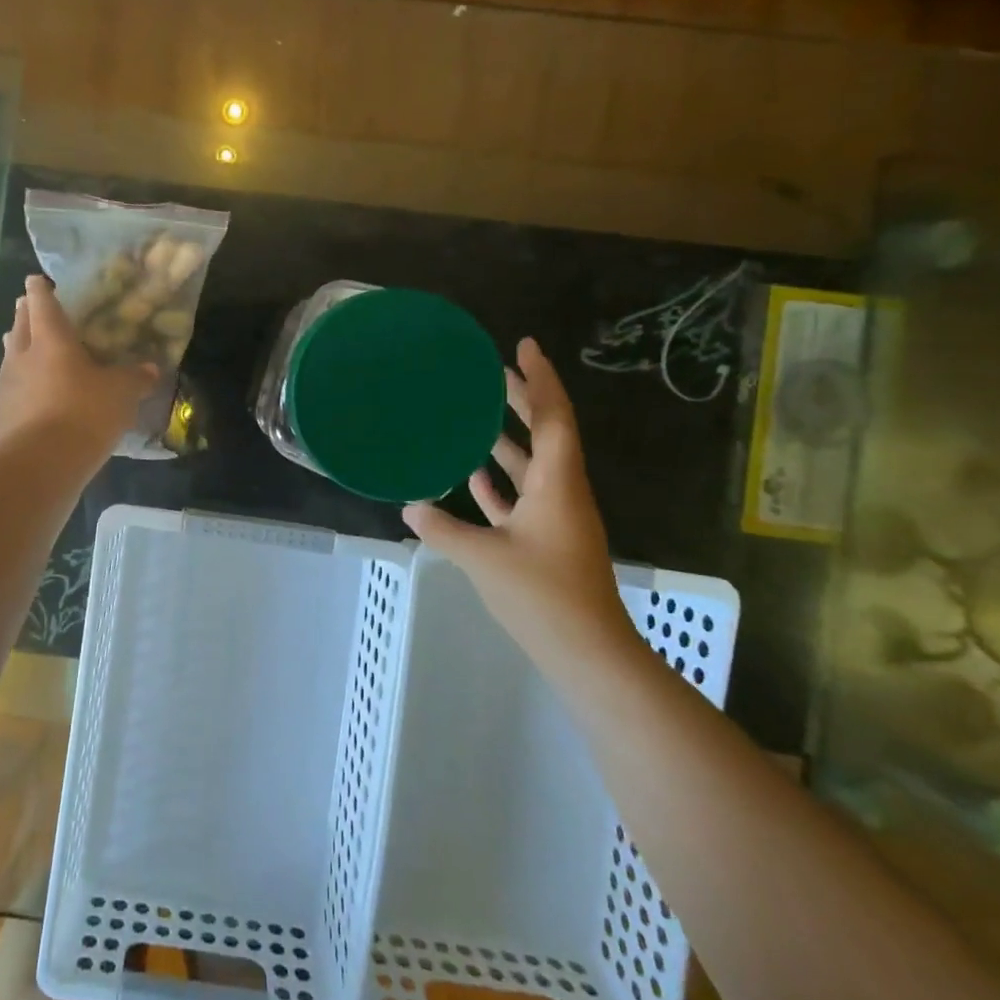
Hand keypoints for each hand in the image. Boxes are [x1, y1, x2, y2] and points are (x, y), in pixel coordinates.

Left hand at [0, 276, 158, 458]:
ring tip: (22, 343)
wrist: (43, 462)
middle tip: (29, 307)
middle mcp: (23, 355)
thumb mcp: (122, 393)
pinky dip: (14, 386)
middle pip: (20, 326)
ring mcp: (7, 385)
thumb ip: (135, 378)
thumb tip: (151, 368)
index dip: (41, 290)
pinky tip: (18, 393)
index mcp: (52, 339)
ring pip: (10, 356)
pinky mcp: (1, 414)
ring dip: (17, 347)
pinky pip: (7, 390)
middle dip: (25, 314)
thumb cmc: (86, 413)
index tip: (37, 280)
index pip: (42, 303)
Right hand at [402, 338, 635, 659]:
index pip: (553, 417)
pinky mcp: (547, 540)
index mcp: (557, 483)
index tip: (524, 346)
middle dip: (521, 400)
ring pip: (533, 465)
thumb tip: (410, 507)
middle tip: (492, 372)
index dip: (540, 378)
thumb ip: (444, 530)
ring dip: (508, 440)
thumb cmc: (543, 595)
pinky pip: (524, 496)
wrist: (589, 653)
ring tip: (476, 417)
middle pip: (545, 433)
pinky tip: (474, 476)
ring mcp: (556, 517)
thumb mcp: (485, 558)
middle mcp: (561, 491)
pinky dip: (501, 483)